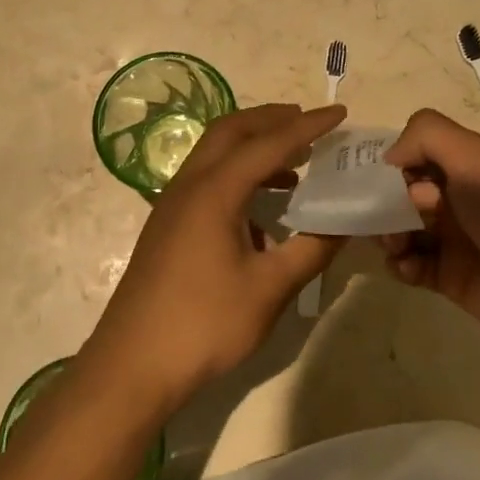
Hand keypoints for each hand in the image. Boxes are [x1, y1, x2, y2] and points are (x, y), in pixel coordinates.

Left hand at [80, 103, 347, 415]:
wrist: (132, 365)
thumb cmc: (204, 323)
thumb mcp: (269, 289)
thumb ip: (311, 249)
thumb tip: (346, 223)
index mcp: (215, 190)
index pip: (268, 143)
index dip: (307, 126)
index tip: (339, 113)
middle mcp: (190, 185)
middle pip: (231, 131)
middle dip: (271, 119)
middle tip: (308, 122)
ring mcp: (173, 204)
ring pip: (214, 153)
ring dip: (252, 145)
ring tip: (293, 160)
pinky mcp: (167, 225)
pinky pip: (206, 178)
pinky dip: (237, 172)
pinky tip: (261, 205)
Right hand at [381, 109, 479, 364]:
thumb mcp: (477, 158)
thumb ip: (428, 136)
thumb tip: (390, 157)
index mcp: (470, 164)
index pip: (417, 152)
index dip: (399, 164)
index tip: (396, 181)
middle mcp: (459, 196)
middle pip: (402, 191)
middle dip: (386, 202)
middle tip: (392, 218)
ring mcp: (453, 238)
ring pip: (400, 228)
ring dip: (387, 233)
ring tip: (397, 247)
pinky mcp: (448, 277)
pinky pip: (409, 265)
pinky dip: (401, 264)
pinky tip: (410, 268)